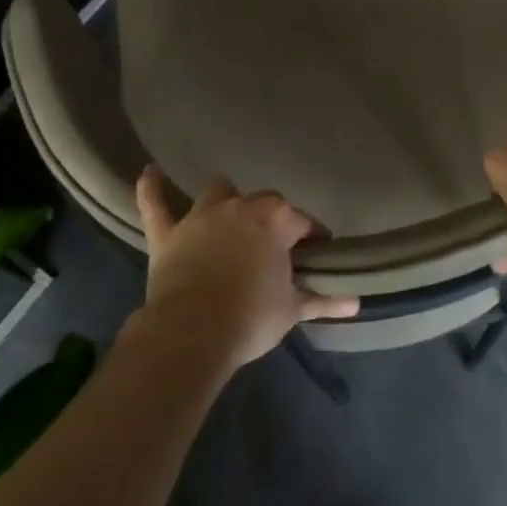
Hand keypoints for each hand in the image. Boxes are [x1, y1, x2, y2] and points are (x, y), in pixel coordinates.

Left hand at [133, 167, 359, 368]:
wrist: (192, 334)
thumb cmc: (251, 317)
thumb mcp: (292, 310)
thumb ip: (324, 300)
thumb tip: (356, 303)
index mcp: (276, 220)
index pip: (303, 223)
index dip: (312, 238)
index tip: (318, 252)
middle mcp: (241, 207)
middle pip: (264, 204)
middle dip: (272, 219)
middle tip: (275, 246)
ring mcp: (201, 217)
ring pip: (218, 192)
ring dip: (226, 200)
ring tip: (230, 212)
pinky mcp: (168, 234)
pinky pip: (155, 204)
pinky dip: (151, 189)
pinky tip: (150, 171)